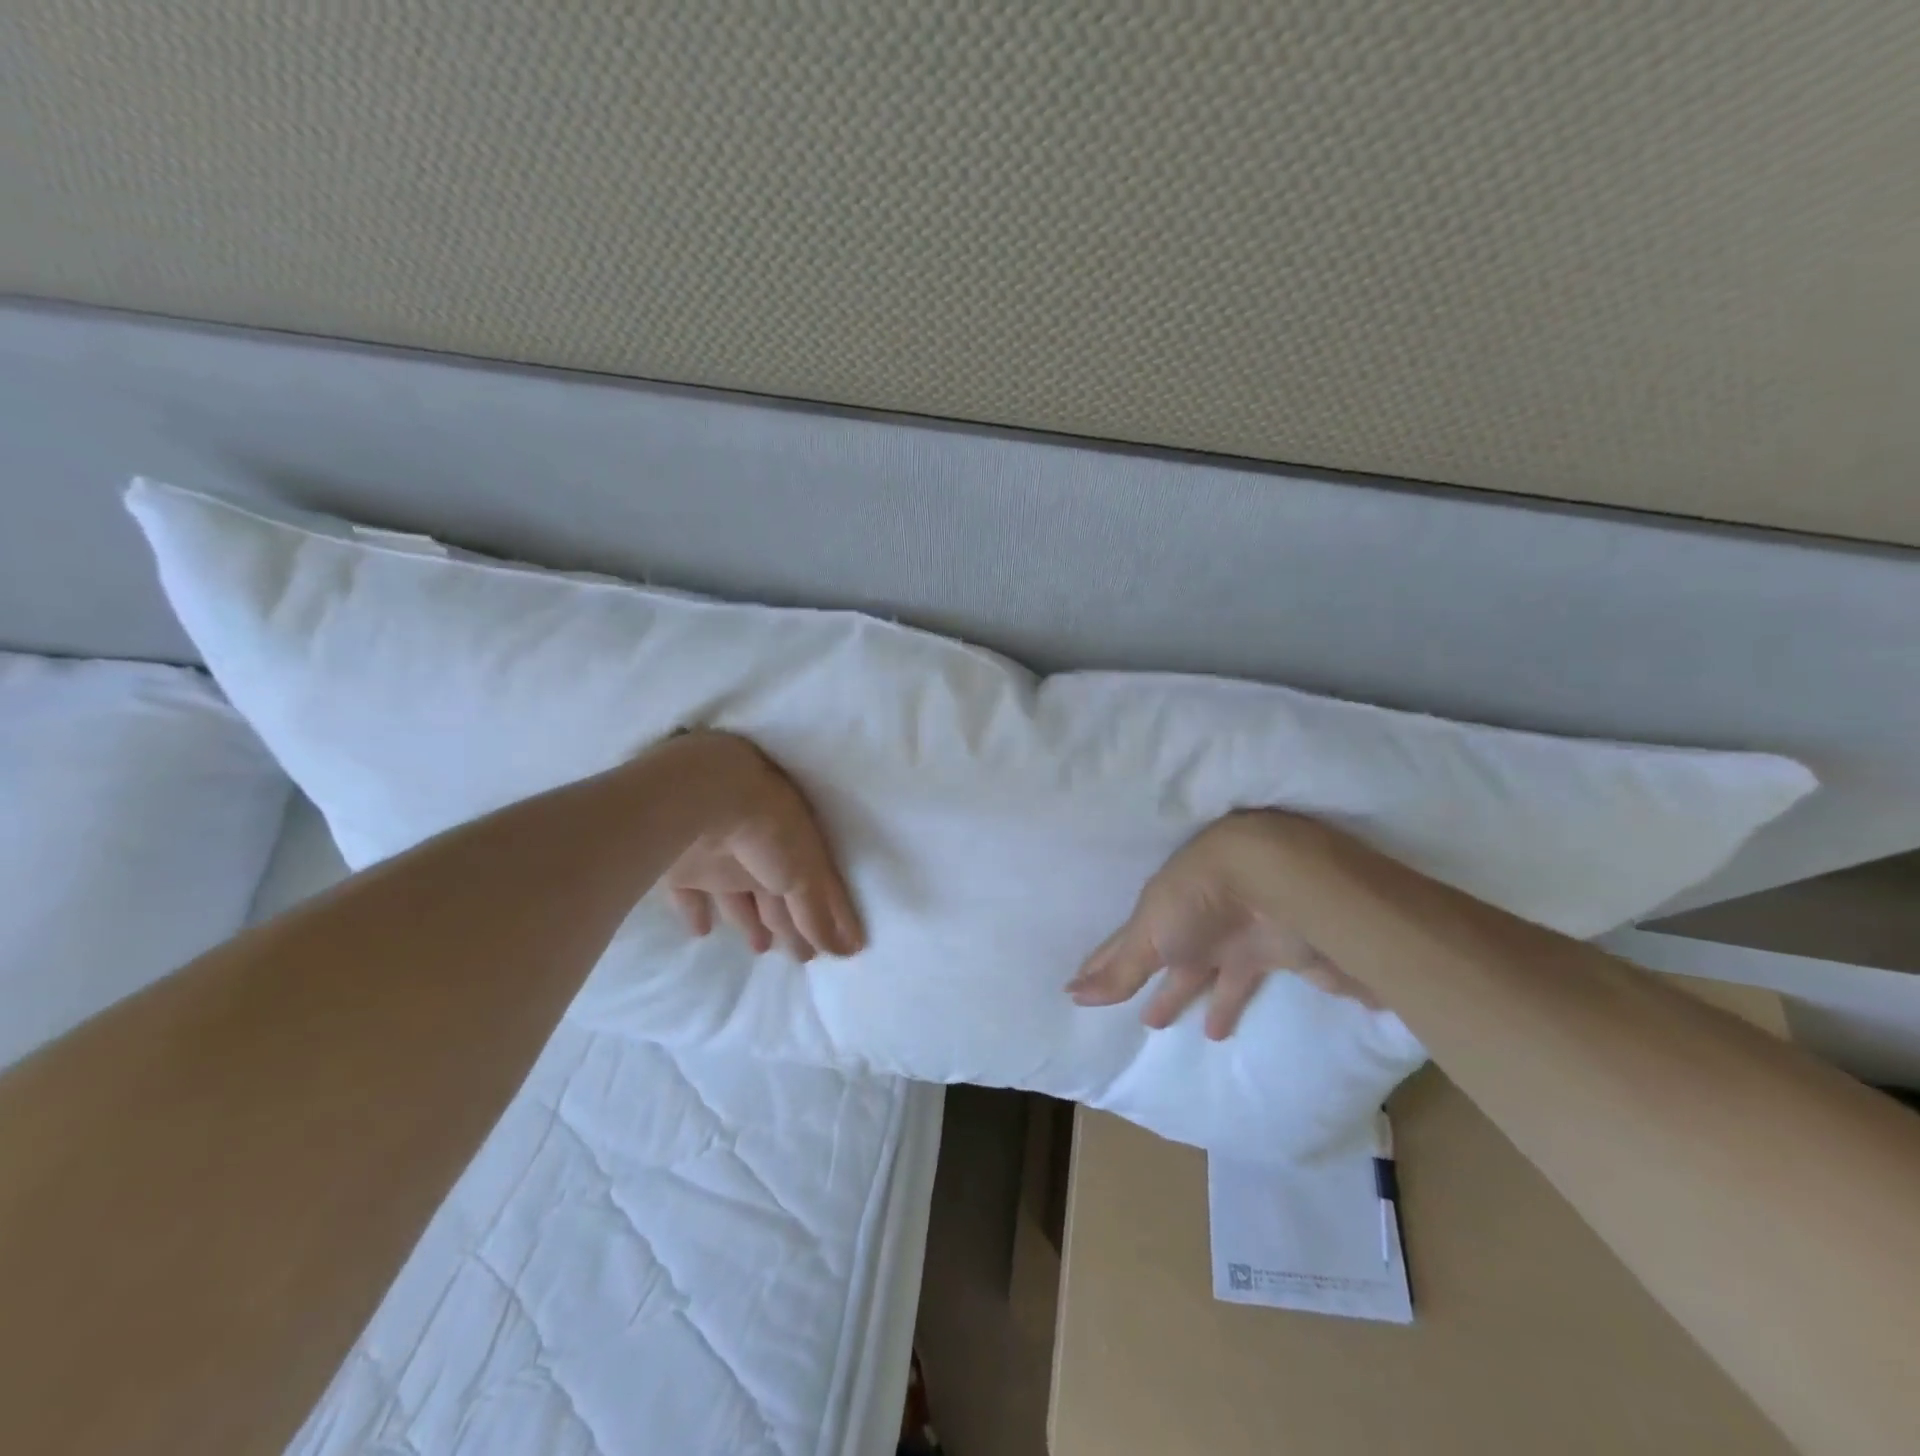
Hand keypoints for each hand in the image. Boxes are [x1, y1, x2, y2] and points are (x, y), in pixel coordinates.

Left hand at [657, 732, 864, 960]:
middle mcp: (763, 853)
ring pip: (738, 897)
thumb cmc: (770, 832)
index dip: (833, 917)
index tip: (844, 949)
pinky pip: (690, 896)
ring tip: (761, 949)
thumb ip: (819, 915)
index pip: (820, 888)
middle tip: (804, 957)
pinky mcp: (685, 868)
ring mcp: (721, 859)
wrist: (705, 797)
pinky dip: (696, 913)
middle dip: (792, 925)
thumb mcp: (805, 876)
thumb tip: (846, 951)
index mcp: (798, 849)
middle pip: (778, 897)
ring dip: (749, 922)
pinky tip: (702, 931)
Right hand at [1066, 811, 1375, 1038]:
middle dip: (1148, 983)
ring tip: (1173, 1025)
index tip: (1076, 985)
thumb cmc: (1196, 900)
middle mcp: (1188, 929)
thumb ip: (1120, 971)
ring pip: (1202, 977)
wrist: (1269, 882)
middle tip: (1140, 1018)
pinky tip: (1217, 1032)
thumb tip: (1073, 995)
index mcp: (1156, 917)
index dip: (1101, 964)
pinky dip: (1229, 1008)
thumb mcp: (1150, 933)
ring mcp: (1226, 942)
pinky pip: (1240, 989)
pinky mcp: (1264, 958)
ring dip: (1187, 997)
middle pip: (1164, 961)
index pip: (1122, 945)